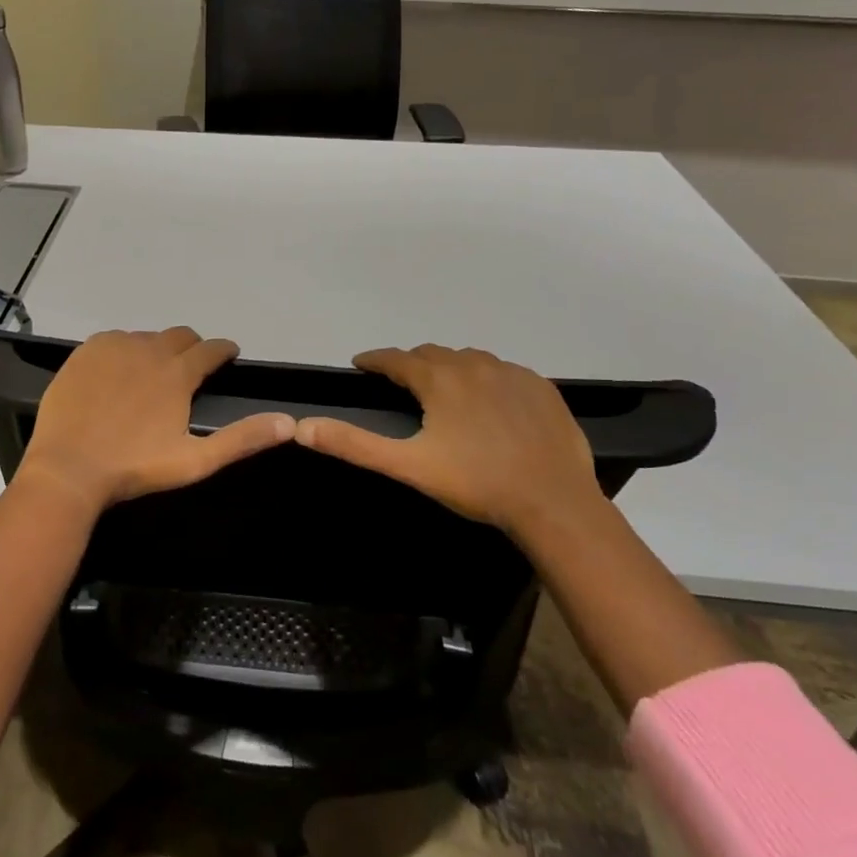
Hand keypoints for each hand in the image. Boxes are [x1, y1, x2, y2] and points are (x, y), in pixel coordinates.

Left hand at [15, 328, 294, 515]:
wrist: (68, 468)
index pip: (211, 349)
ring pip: (147, 337)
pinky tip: (117, 372)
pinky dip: (124, 350)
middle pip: (180, 335)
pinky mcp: (86, 350)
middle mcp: (149, 349)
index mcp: (178, 373)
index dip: (224, 351)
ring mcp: (114, 346)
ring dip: (157, 349)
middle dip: (192, 347)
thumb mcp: (195, 461)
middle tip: (191, 367)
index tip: (228, 355)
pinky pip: (114, 339)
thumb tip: (289, 423)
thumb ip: (242, 439)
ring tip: (152, 374)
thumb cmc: (134, 468)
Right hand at [295, 345, 603, 535]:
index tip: (360, 365)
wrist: (554, 503)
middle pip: (431, 354)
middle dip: (411, 364)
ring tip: (443, 389)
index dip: (374, 360)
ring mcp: (511, 373)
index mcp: (438, 379)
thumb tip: (302, 427)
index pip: (395, 359)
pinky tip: (489, 401)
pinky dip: (486, 378)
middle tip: (400, 382)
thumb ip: (354, 444)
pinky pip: (503, 371)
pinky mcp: (541, 387)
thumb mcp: (408, 465)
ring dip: (449, 367)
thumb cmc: (475, 483)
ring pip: (468, 359)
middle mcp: (473, 364)